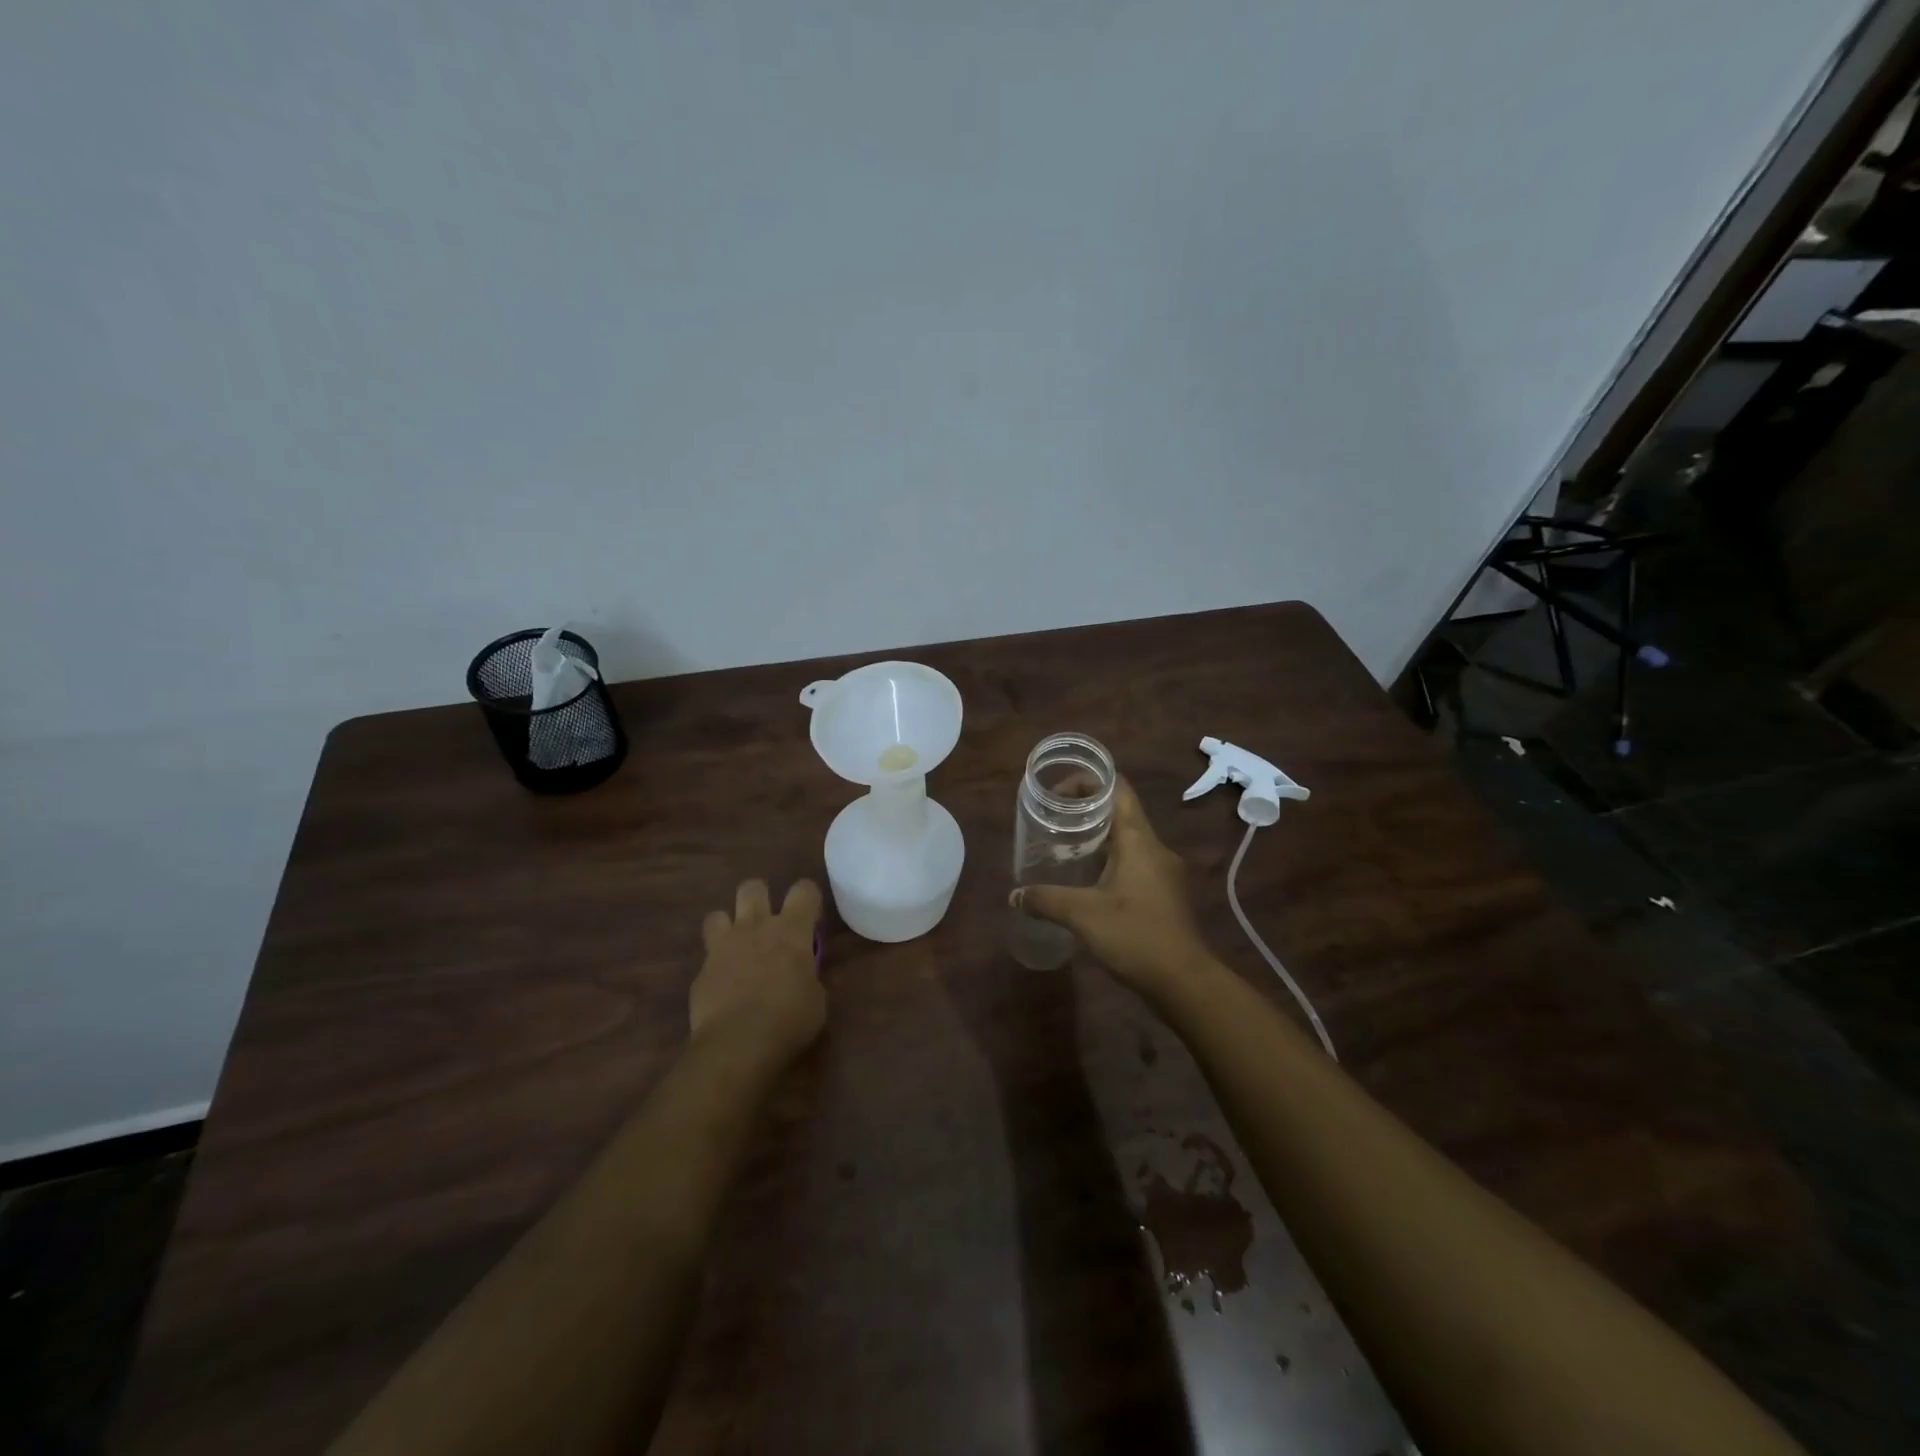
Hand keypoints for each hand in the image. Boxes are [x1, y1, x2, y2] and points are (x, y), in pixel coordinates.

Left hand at [692, 878, 825, 1065]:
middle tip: (768, 922)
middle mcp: (756, 927)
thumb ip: (809, 979)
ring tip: (737, 946)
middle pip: (752, 888)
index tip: (810, 918)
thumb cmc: (789, 1019)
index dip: (808, 898)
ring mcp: (724, 946)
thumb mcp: (816, 1000)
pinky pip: (707, 955)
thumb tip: (804, 977)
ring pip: (717, 914)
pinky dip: (716, 965)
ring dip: (728, 926)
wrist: (738, 1043)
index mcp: (791, 930)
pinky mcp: (701, 970)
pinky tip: (723, 985)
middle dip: (760, 898)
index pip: (803, 890)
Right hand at [1012, 779, 1212, 998]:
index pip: (1117, 789)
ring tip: (1062, 849)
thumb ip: (1045, 900)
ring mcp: (1163, 872)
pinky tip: (1085, 883)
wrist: (1184, 982)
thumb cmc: (1135, 935)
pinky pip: (1132, 864)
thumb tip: (1015, 895)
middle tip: (1051, 821)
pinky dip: (1107, 863)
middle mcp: (1155, 848)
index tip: (1056, 793)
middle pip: (1120, 813)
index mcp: (1139, 840)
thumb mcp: (1082, 915)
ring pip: (1126, 841)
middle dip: (1085, 812)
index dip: (1088, 782)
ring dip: (1096, 840)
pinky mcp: (1163, 894)